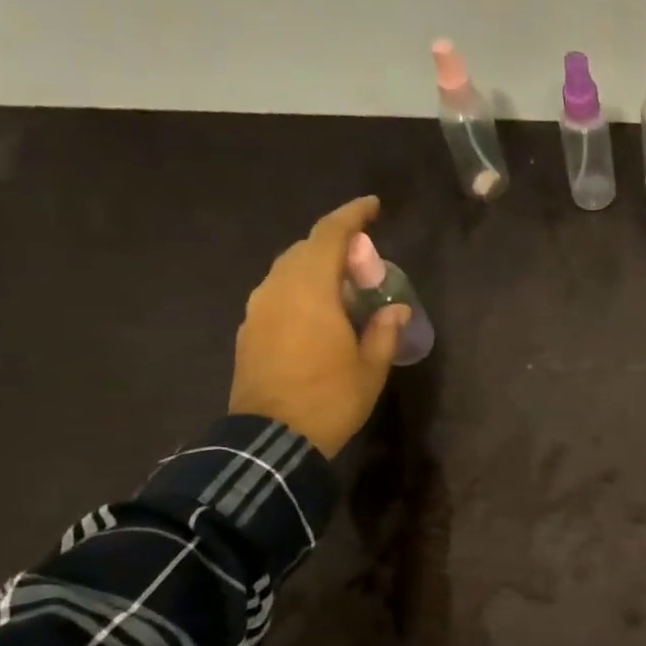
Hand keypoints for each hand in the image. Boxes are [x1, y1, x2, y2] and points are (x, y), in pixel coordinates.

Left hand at [228, 196, 410, 455]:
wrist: (272, 438)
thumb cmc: (330, 399)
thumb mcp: (370, 368)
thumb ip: (383, 331)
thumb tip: (396, 310)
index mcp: (311, 289)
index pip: (330, 235)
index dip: (353, 216)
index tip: (373, 206)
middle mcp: (278, 288)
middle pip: (306, 249)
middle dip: (336, 248)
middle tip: (365, 268)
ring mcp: (257, 309)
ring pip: (288, 272)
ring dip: (316, 271)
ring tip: (343, 294)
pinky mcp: (248, 330)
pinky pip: (277, 296)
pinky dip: (300, 294)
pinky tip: (317, 319)